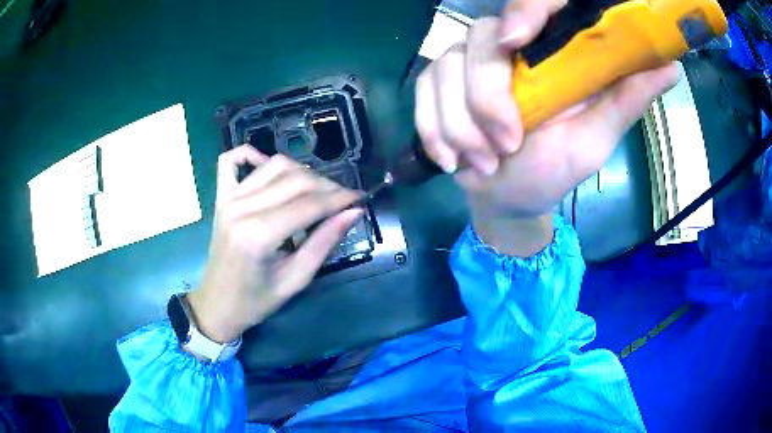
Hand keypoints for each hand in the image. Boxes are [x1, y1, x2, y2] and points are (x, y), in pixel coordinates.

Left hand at [187, 146, 363, 342]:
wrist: (217, 304)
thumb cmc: (256, 301)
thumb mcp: (295, 280)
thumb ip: (324, 243)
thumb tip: (353, 212)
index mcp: (259, 235)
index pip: (309, 204)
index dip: (340, 199)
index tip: (361, 198)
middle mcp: (242, 208)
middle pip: (295, 179)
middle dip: (327, 186)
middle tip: (343, 200)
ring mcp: (228, 199)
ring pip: (273, 165)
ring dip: (301, 172)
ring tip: (316, 191)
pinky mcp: (220, 197)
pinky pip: (231, 160)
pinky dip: (250, 154)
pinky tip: (267, 165)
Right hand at [415, 0, 677, 253]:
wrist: (508, 196)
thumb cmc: (554, 169)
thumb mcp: (596, 138)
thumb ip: (626, 99)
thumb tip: (669, 66)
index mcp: (551, 53)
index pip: (536, 5)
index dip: (525, 10)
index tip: (517, 39)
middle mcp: (508, 47)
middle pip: (481, 40)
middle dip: (486, 97)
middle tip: (506, 145)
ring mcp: (467, 64)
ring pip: (446, 69)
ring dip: (459, 124)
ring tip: (484, 163)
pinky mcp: (437, 86)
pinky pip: (422, 93)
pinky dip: (433, 129)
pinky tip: (452, 160)